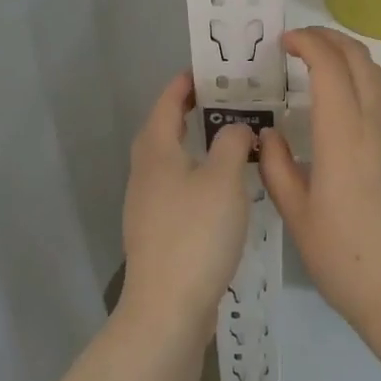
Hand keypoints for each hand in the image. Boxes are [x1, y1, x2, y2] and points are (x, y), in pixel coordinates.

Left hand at [118, 70, 252, 346]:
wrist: (167, 308)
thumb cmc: (196, 233)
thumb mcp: (224, 178)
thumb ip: (233, 142)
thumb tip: (236, 128)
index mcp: (156, 151)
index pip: (167, 103)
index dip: (184, 84)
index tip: (207, 71)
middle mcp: (145, 173)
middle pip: (162, 130)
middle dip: (187, 112)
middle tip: (221, 101)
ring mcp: (146, 205)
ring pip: (169, 161)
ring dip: (193, 145)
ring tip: (227, 140)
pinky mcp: (156, 232)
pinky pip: (175, 188)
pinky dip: (195, 175)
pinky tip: (220, 189)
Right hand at [259, 28, 380, 335]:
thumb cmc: (342, 256)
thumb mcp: (295, 213)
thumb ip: (276, 165)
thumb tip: (268, 134)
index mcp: (344, 135)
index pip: (330, 65)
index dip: (307, 42)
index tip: (283, 42)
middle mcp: (376, 124)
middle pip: (359, 58)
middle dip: (329, 38)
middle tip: (299, 42)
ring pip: (377, 75)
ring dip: (349, 56)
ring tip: (319, 63)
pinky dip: (363, 80)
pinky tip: (343, 102)